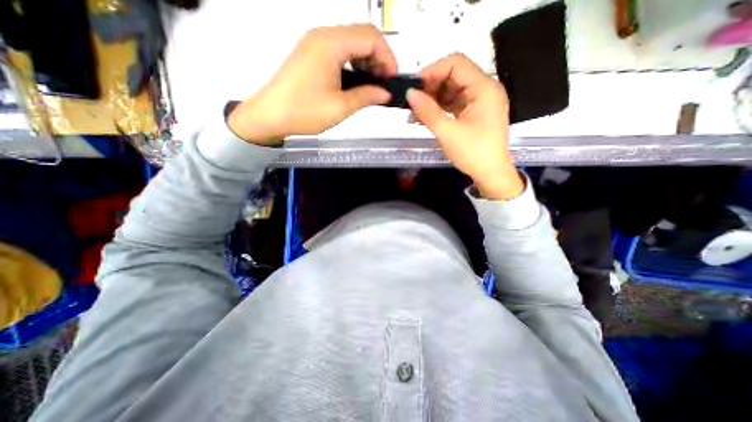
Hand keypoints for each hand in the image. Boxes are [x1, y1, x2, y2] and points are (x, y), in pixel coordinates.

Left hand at [226, 25, 394, 146]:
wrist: (270, 115)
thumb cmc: (304, 111)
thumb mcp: (340, 107)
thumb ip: (366, 96)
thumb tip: (385, 93)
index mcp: (330, 44)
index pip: (370, 37)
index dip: (387, 57)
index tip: (392, 79)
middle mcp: (322, 36)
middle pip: (361, 35)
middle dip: (379, 57)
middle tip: (384, 83)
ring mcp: (315, 43)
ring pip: (351, 42)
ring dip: (366, 60)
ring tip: (372, 84)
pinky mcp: (311, 53)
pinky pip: (339, 50)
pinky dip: (353, 62)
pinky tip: (356, 80)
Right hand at [406, 53, 524, 201]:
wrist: (491, 174)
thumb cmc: (473, 153)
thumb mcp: (448, 132)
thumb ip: (428, 111)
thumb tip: (409, 94)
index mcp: (484, 88)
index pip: (456, 63)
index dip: (433, 70)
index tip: (414, 86)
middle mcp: (484, 90)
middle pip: (454, 76)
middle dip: (431, 87)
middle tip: (412, 102)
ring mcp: (480, 102)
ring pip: (452, 90)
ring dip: (433, 99)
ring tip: (414, 113)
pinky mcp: (475, 113)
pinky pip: (455, 104)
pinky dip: (440, 108)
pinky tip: (425, 117)